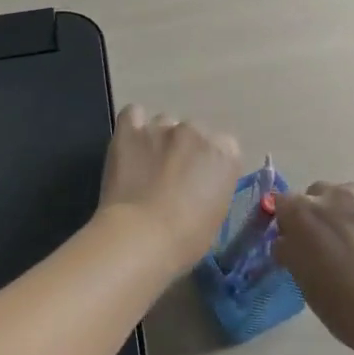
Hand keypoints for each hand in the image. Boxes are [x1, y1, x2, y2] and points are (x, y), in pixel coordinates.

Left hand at [100, 106, 240, 266]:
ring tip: (146, 166)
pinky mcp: (129, 130)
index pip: (224, 147)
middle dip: (185, 150)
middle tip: (172, 176)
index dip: (209, 164)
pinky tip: (129, 146)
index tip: (200, 183)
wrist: (141, 237)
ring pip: (163, 123)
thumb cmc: (186, 239)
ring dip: (158, 139)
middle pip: (193, 131)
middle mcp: (196, 131)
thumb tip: (198, 187)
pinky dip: (132, 127)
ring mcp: (161, 127)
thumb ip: (212, 188)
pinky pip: (132, 114)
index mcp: (224, 154)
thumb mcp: (215, 215)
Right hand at [273, 182, 353, 354]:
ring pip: (341, 200)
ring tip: (347, 249)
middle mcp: (332, 196)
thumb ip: (291, 252)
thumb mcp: (304, 283)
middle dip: (311, 216)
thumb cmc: (346, 304)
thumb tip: (288, 242)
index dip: (284, 225)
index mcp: (302, 211)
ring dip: (337, 216)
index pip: (281, 204)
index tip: (290, 246)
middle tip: (318, 248)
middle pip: (312, 196)